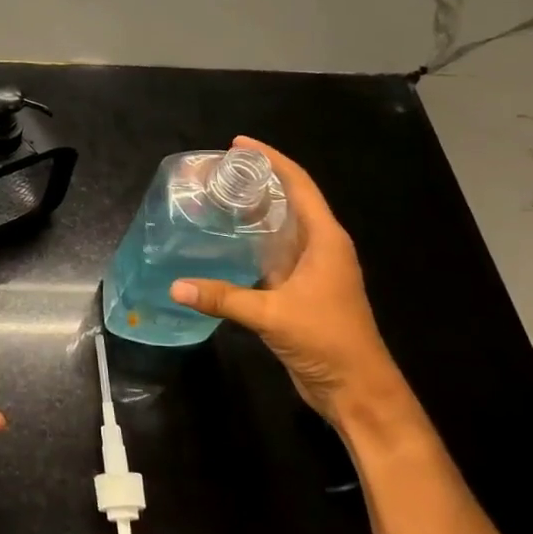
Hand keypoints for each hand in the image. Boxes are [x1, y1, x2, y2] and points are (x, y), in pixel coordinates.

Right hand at [170, 137, 406, 426]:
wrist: (356, 390)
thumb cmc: (327, 340)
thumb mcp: (272, 315)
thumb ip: (224, 298)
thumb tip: (176, 286)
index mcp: (326, 240)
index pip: (299, 185)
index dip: (271, 160)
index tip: (238, 143)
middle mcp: (321, 247)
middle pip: (290, 201)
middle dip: (258, 181)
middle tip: (217, 171)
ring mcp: (313, 270)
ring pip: (281, 228)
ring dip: (254, 212)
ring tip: (216, 197)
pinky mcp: (301, 291)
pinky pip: (273, 254)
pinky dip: (251, 243)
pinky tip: (224, 242)